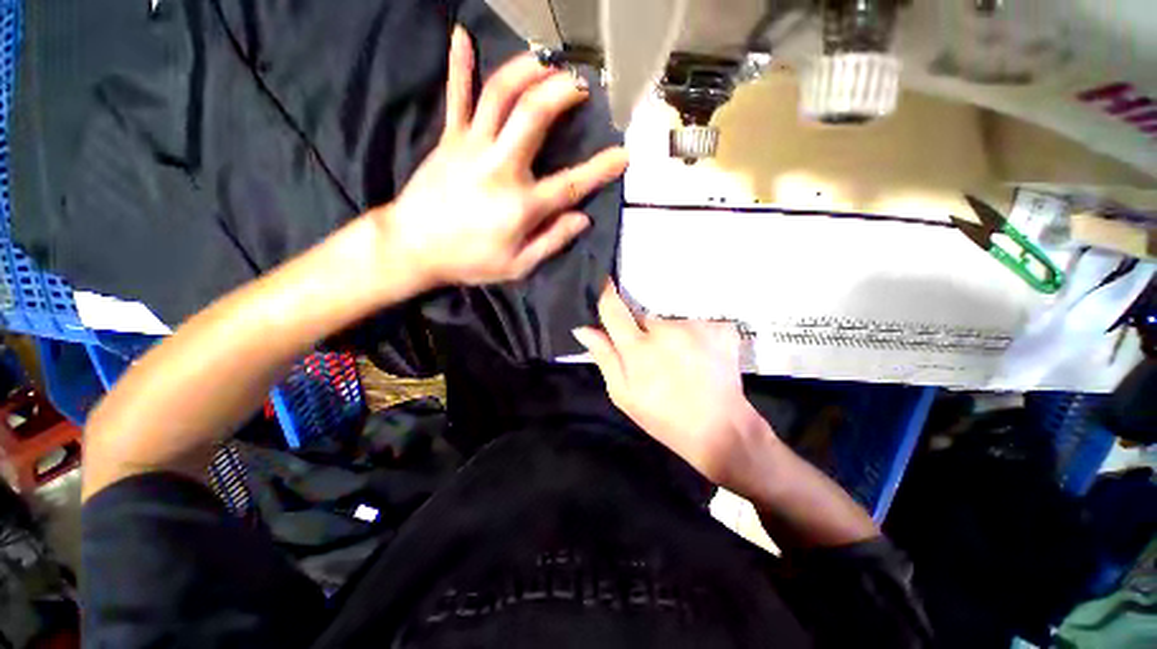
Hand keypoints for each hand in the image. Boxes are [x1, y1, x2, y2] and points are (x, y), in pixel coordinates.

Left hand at [380, 26, 627, 287]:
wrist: (413, 247)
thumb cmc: (469, 261)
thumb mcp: (517, 266)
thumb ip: (552, 241)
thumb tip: (582, 219)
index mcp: (521, 205)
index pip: (571, 183)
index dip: (600, 169)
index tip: (623, 154)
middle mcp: (500, 168)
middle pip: (534, 116)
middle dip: (561, 92)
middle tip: (580, 84)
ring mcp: (471, 148)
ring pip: (499, 95)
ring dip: (525, 71)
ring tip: (545, 62)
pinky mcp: (449, 140)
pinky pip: (456, 96)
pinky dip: (459, 65)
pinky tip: (462, 35)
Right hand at [573, 282, 773, 487]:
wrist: (720, 429)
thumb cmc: (664, 417)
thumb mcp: (624, 395)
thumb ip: (604, 357)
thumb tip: (584, 328)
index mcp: (638, 349)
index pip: (614, 308)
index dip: (606, 293)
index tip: (603, 279)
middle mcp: (666, 330)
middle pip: (644, 315)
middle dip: (641, 328)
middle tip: (651, 353)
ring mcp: (696, 326)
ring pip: (670, 319)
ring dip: (669, 333)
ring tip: (679, 358)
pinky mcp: (720, 327)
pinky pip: (697, 321)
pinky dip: (695, 334)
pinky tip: (700, 355)